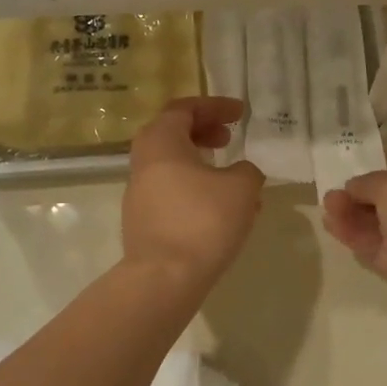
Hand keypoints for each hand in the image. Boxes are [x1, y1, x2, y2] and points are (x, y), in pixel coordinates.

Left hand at [123, 97, 264, 288]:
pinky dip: (195, 188)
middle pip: (172, 133)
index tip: (240, 113)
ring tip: (233, 177)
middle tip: (229, 138)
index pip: (184, 109)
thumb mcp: (241, 188)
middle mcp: (143, 162)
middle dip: (204, 131)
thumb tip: (242, 172)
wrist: (164, 278)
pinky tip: (222, 209)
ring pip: (172, 165)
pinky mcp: (142, 221)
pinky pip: (171, 191)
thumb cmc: (203, 221)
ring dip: (202, 164)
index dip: (215, 107)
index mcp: (161, 142)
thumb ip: (247, 170)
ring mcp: (139, 193)